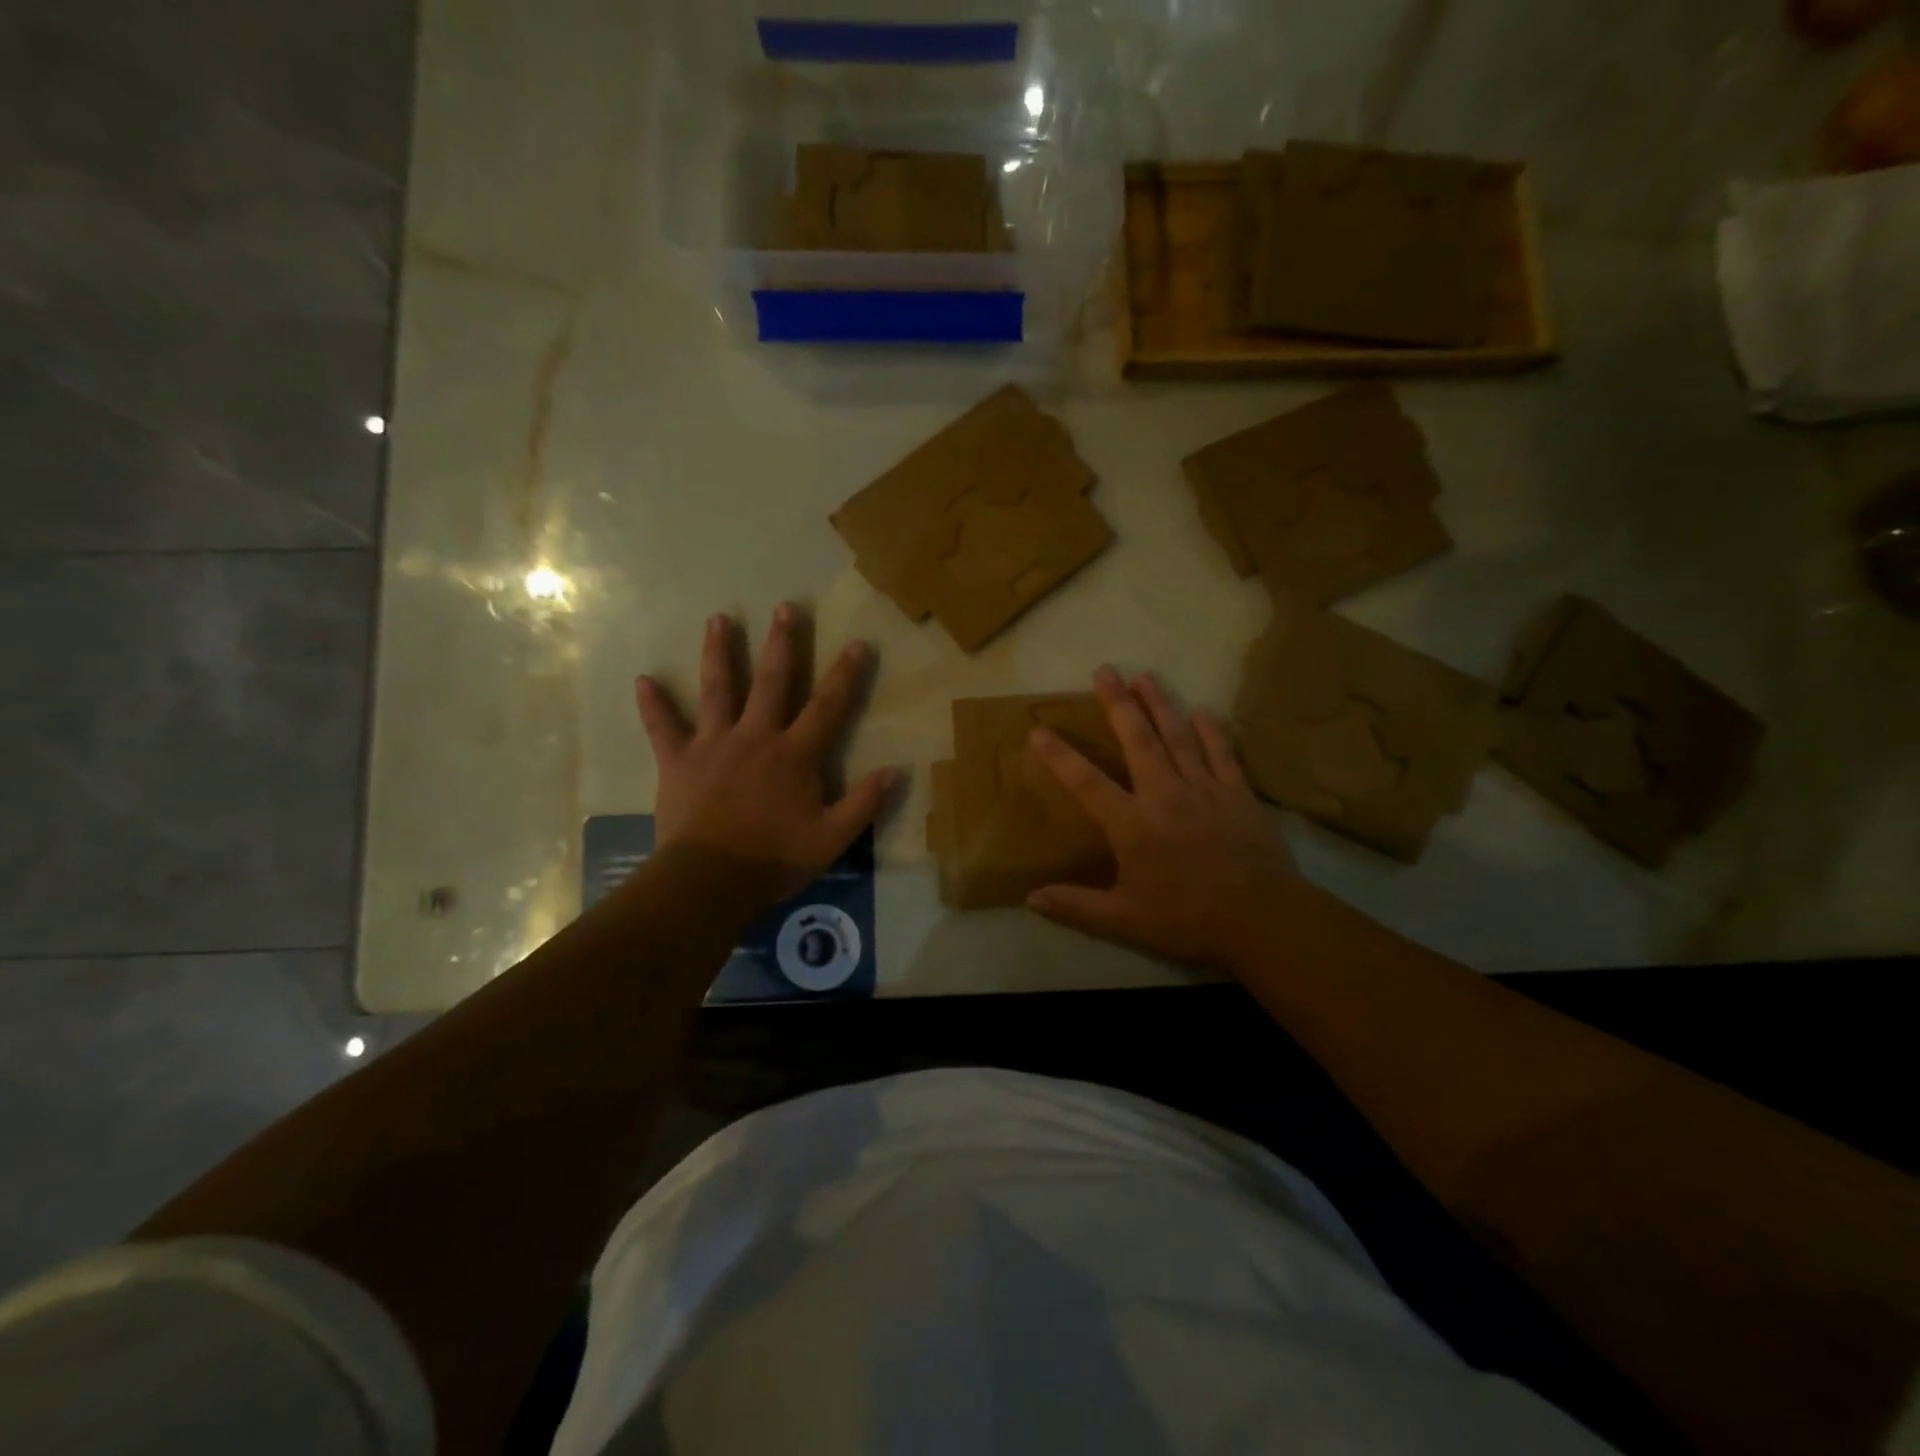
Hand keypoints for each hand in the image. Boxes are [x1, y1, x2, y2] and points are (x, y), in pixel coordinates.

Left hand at [635, 605, 898, 896]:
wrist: (709, 881)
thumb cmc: (774, 859)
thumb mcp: (832, 838)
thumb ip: (864, 803)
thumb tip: (895, 771)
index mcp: (794, 754)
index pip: (827, 706)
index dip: (845, 675)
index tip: (857, 643)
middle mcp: (755, 737)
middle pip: (771, 682)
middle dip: (781, 644)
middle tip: (785, 608)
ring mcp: (713, 745)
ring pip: (717, 690)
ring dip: (718, 653)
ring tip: (718, 619)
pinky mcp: (678, 762)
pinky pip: (663, 728)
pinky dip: (653, 705)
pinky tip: (642, 679)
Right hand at [1027, 665, 1308, 969]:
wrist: (1264, 919)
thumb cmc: (1188, 919)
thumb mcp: (1125, 920)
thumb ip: (1076, 907)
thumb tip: (1030, 899)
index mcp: (1132, 824)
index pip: (1086, 783)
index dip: (1060, 757)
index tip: (1038, 731)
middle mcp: (1164, 795)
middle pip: (1137, 740)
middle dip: (1118, 703)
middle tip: (1105, 670)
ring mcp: (1204, 789)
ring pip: (1178, 736)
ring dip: (1160, 703)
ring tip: (1144, 675)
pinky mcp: (1238, 793)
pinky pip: (1221, 753)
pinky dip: (1210, 729)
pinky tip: (1201, 708)